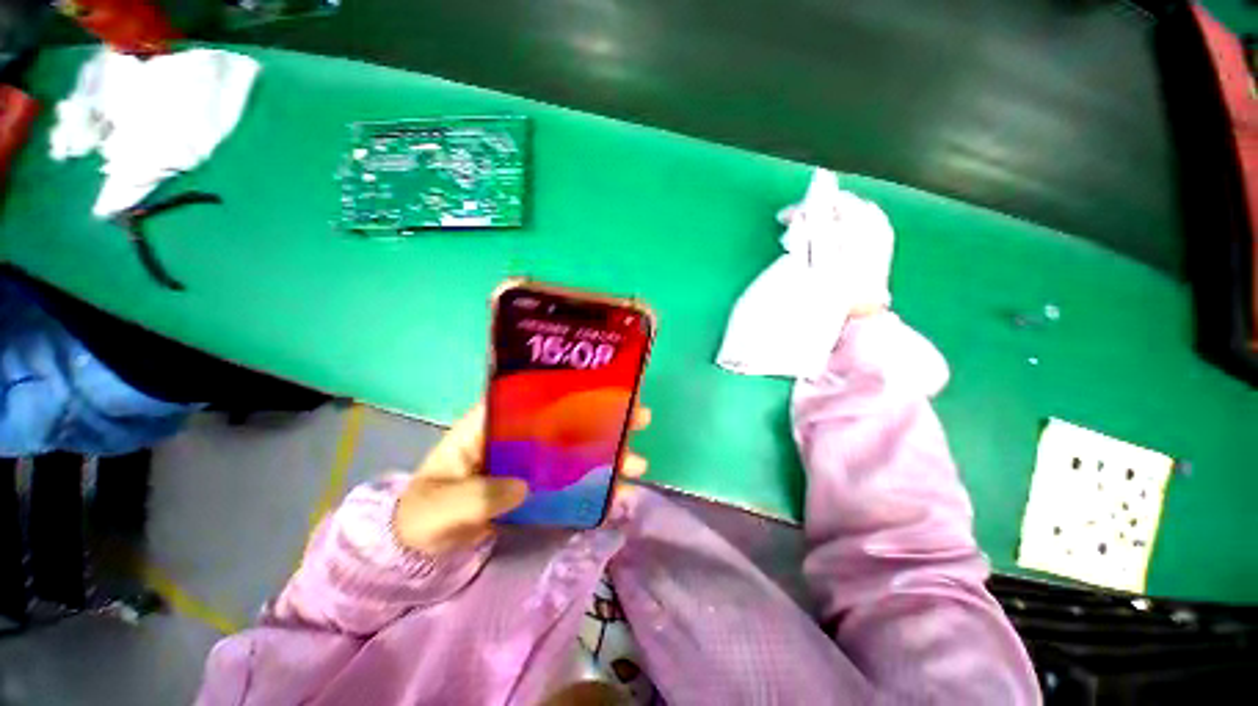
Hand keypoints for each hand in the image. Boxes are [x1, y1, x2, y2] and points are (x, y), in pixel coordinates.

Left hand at [393, 403, 651, 554]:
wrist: (421, 549)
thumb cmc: (423, 515)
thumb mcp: (439, 506)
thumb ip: (474, 496)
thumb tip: (522, 488)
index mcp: (491, 425)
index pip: (532, 395)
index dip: (568, 387)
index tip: (603, 387)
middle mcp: (518, 437)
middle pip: (566, 420)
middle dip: (603, 419)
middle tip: (639, 418)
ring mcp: (531, 463)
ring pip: (575, 451)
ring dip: (608, 454)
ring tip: (637, 463)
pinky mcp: (539, 488)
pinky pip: (571, 483)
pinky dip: (595, 487)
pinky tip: (618, 493)